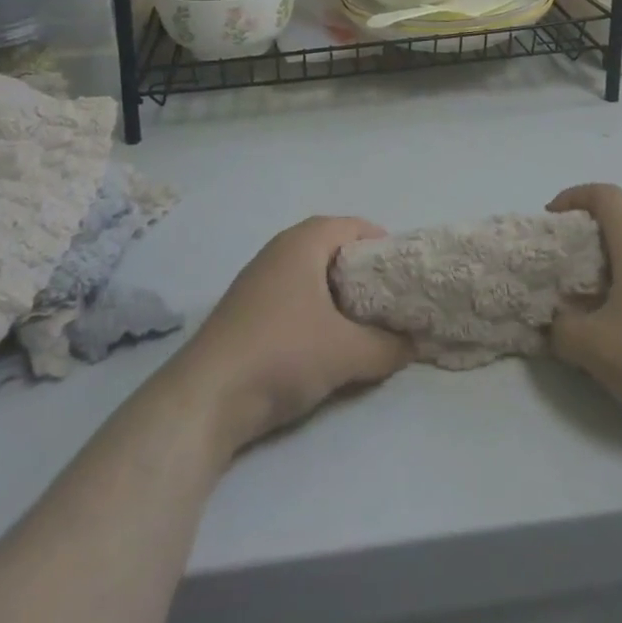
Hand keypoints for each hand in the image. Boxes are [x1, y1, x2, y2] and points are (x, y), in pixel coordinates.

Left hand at [174, 217, 410, 451]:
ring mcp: (258, 279)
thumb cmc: (282, 353)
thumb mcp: (346, 353)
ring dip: (338, 293)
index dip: (382, 244)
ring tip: (364, 322)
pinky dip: (315, 309)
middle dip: (363, 270)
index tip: (404, 273)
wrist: (207, 397)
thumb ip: (387, 347)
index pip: (353, 225)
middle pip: (332, 247)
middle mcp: (279, 250)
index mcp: (303, 242)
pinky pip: (293, 295)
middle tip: (390, 299)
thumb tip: (415, 345)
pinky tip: (325, 340)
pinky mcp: (246, 309)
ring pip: (311, 274)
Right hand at [547, 184, 621, 429]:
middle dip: (581, 246)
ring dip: (601, 281)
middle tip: (556, 274)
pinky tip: (613, 345)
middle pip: (618, 231)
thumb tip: (555, 322)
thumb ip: (563, 329)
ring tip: (577, 314)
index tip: (549, 224)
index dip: (573, 198)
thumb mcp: (596, 347)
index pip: (605, 196)